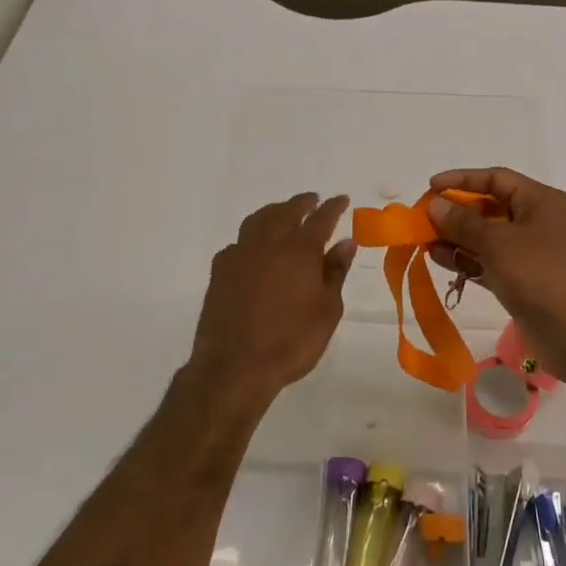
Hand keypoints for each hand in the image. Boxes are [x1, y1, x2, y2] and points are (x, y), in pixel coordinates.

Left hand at [184, 193, 355, 402]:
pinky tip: (254, 248)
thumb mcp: (327, 310)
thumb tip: (345, 242)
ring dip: (274, 211)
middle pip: (286, 212)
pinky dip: (251, 237)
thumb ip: (335, 272)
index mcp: (300, 250)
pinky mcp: (220, 271)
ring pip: (258, 220)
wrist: (235, 366)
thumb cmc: (291, 342)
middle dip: (302, 203)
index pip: (321, 219)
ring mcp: (240, 255)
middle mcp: (269, 244)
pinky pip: (238, 242)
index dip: (333, 207)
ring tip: (283, 212)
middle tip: (313, 199)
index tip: (342, 199)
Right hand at [425, 169, 565, 382]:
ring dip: (456, 237)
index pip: (496, 178)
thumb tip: (436, 205)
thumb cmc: (541, 276)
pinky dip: (466, 259)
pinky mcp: (521, 280)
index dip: (462, 179)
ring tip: (424, 241)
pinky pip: (488, 261)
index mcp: (541, 201)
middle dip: (455, 212)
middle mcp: (536, 221)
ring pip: (486, 236)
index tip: (431, 186)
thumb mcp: (499, 243)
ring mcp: (529, 253)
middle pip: (489, 206)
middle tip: (422, 219)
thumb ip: (463, 222)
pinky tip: (438, 259)